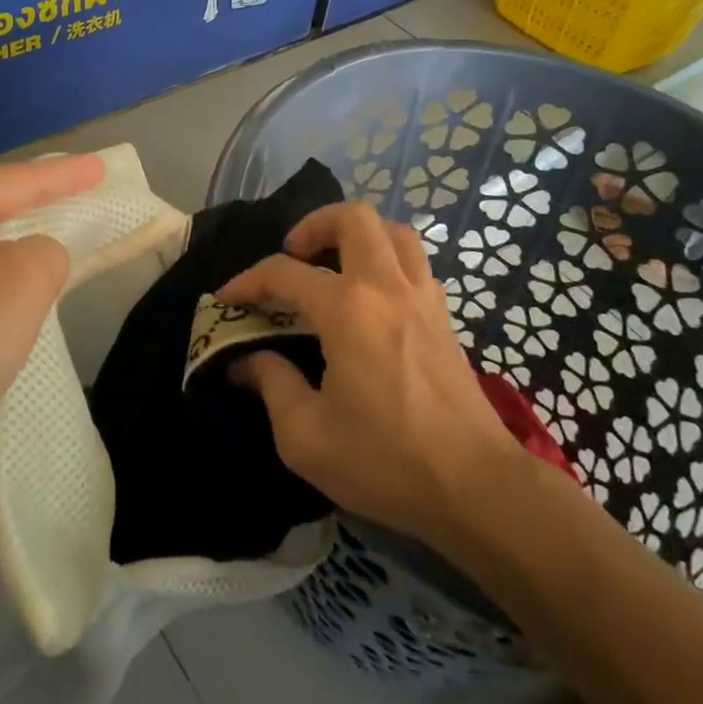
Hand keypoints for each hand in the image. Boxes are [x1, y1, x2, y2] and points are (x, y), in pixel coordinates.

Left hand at [0, 154, 104, 503]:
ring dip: (20, 262)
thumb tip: (37, 263)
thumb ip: (50, 251)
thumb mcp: (22, 279)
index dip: (66, 175)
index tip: (102, 167)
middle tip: (87, 205)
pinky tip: (16, 318)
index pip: (18, 179)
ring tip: (61, 259)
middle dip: (42, 211)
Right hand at [218, 203, 527, 544]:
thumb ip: (271, 386)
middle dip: (314, 225)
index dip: (248, 281)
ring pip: (392, 231)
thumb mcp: (306, 436)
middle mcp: (386, 287)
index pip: (285, 272)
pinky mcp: (444, 316)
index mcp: (348, 309)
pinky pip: (414, 261)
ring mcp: (423, 297)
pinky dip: (386, 259)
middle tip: (294, 256)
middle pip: (353, 218)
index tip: (227, 299)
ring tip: (333, 265)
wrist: (475, 486)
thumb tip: (245, 362)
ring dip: (357, 235)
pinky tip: (372, 297)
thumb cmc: (385, 460)